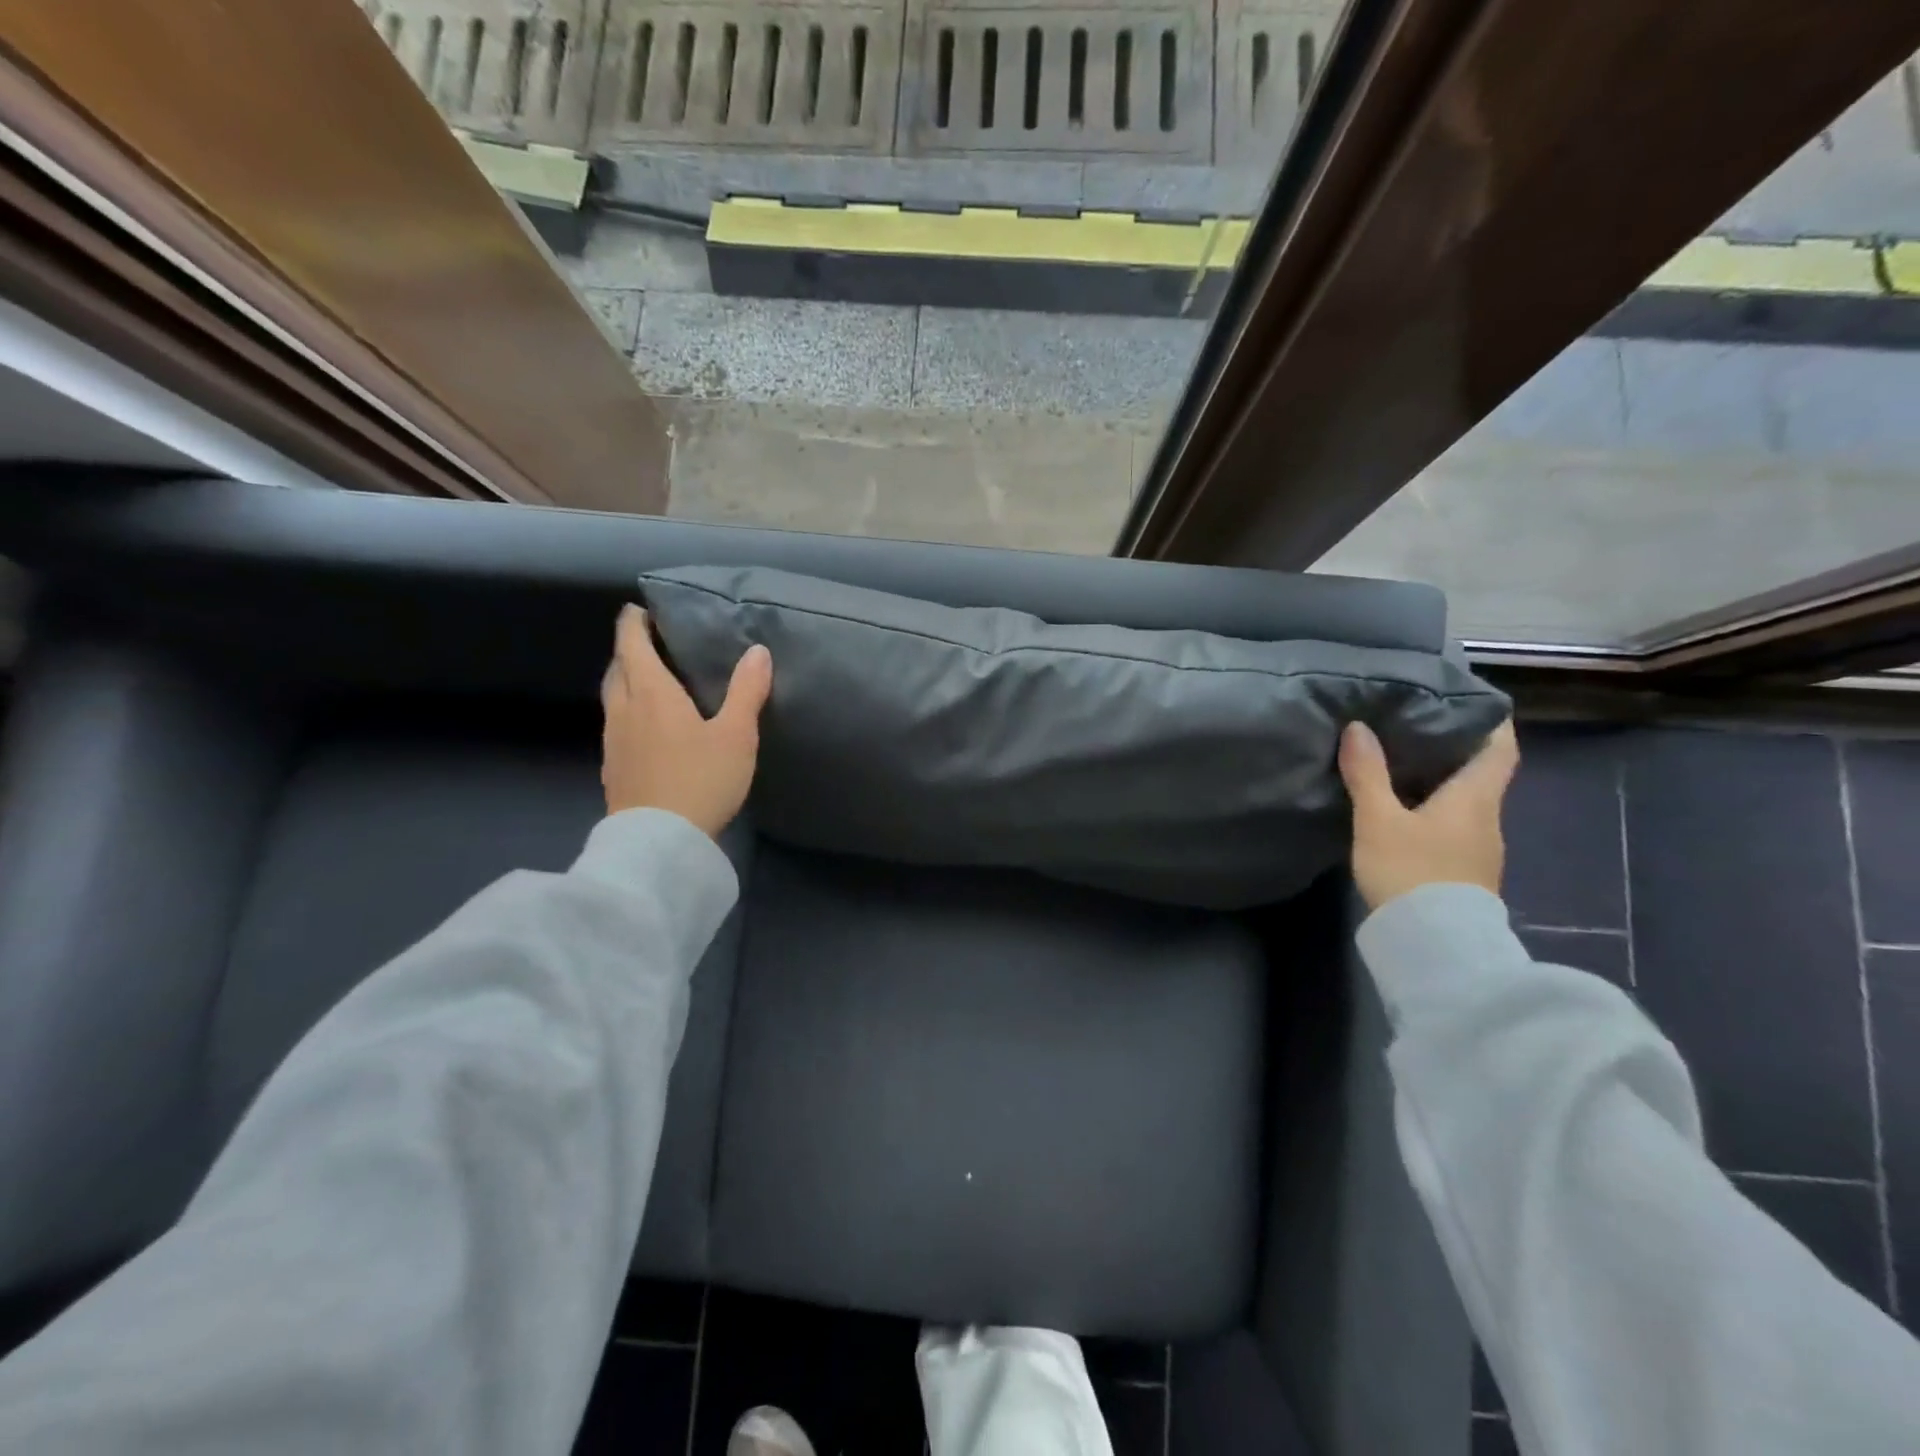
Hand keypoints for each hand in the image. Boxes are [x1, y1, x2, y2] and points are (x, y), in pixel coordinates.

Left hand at [601, 604, 772, 838]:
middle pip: (617, 668)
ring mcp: (613, 742)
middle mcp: (624, 710)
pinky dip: (627, 712)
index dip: (633, 623)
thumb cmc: (700, 779)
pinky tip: (645, 729)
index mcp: (651, 693)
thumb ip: (747, 691)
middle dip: (628, 650)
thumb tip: (758, 650)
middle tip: (649, 644)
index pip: (631, 644)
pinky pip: (616, 726)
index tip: (640, 610)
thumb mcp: (736, 735)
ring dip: (625, 681)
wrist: (660, 841)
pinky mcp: (613, 769)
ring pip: (613, 698)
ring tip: (648, 681)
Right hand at [1338, 719, 1518, 910]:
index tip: (1470, 702)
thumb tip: (1359, 727)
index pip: (1501, 748)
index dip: (1491, 721)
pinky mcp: (1465, 872)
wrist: (1434, 945)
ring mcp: (1480, 848)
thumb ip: (1368, 773)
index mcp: (1476, 797)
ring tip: (1403, 763)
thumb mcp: (1379, 819)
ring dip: (1442, 781)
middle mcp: (1487, 817)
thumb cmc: (1412, 870)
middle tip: (1416, 725)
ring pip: (1466, 801)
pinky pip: (1455, 826)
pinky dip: (1435, 809)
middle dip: (1454, 748)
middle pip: (1481, 773)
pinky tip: (1405, 811)